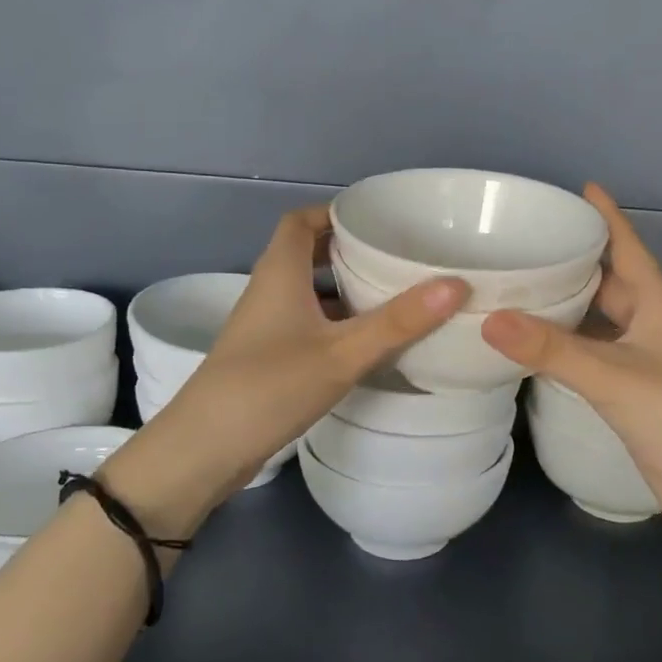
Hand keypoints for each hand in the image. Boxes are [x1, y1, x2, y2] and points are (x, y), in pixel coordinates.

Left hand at [101, 205, 468, 534]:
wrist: (204, 449)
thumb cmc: (270, 386)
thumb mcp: (342, 352)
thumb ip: (398, 321)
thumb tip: (456, 284)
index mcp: (280, 272)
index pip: (302, 220)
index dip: (335, 212)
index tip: (379, 219)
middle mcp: (269, 291)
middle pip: (308, 254)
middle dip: (350, 250)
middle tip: (398, 256)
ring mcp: (265, 327)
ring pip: (309, 293)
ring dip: (345, 289)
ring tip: (395, 295)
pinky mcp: (267, 358)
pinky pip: (307, 325)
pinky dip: (336, 324)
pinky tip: (367, 343)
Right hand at [481, 184, 661, 540]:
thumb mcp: (612, 376)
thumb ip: (551, 349)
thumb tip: (488, 319)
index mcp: (658, 304)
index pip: (628, 247)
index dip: (606, 216)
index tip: (577, 189)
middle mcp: (651, 323)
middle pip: (609, 280)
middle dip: (574, 260)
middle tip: (524, 244)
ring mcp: (643, 358)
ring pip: (599, 319)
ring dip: (566, 304)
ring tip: (517, 287)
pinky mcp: (632, 390)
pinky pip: (593, 352)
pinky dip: (566, 343)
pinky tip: (535, 344)